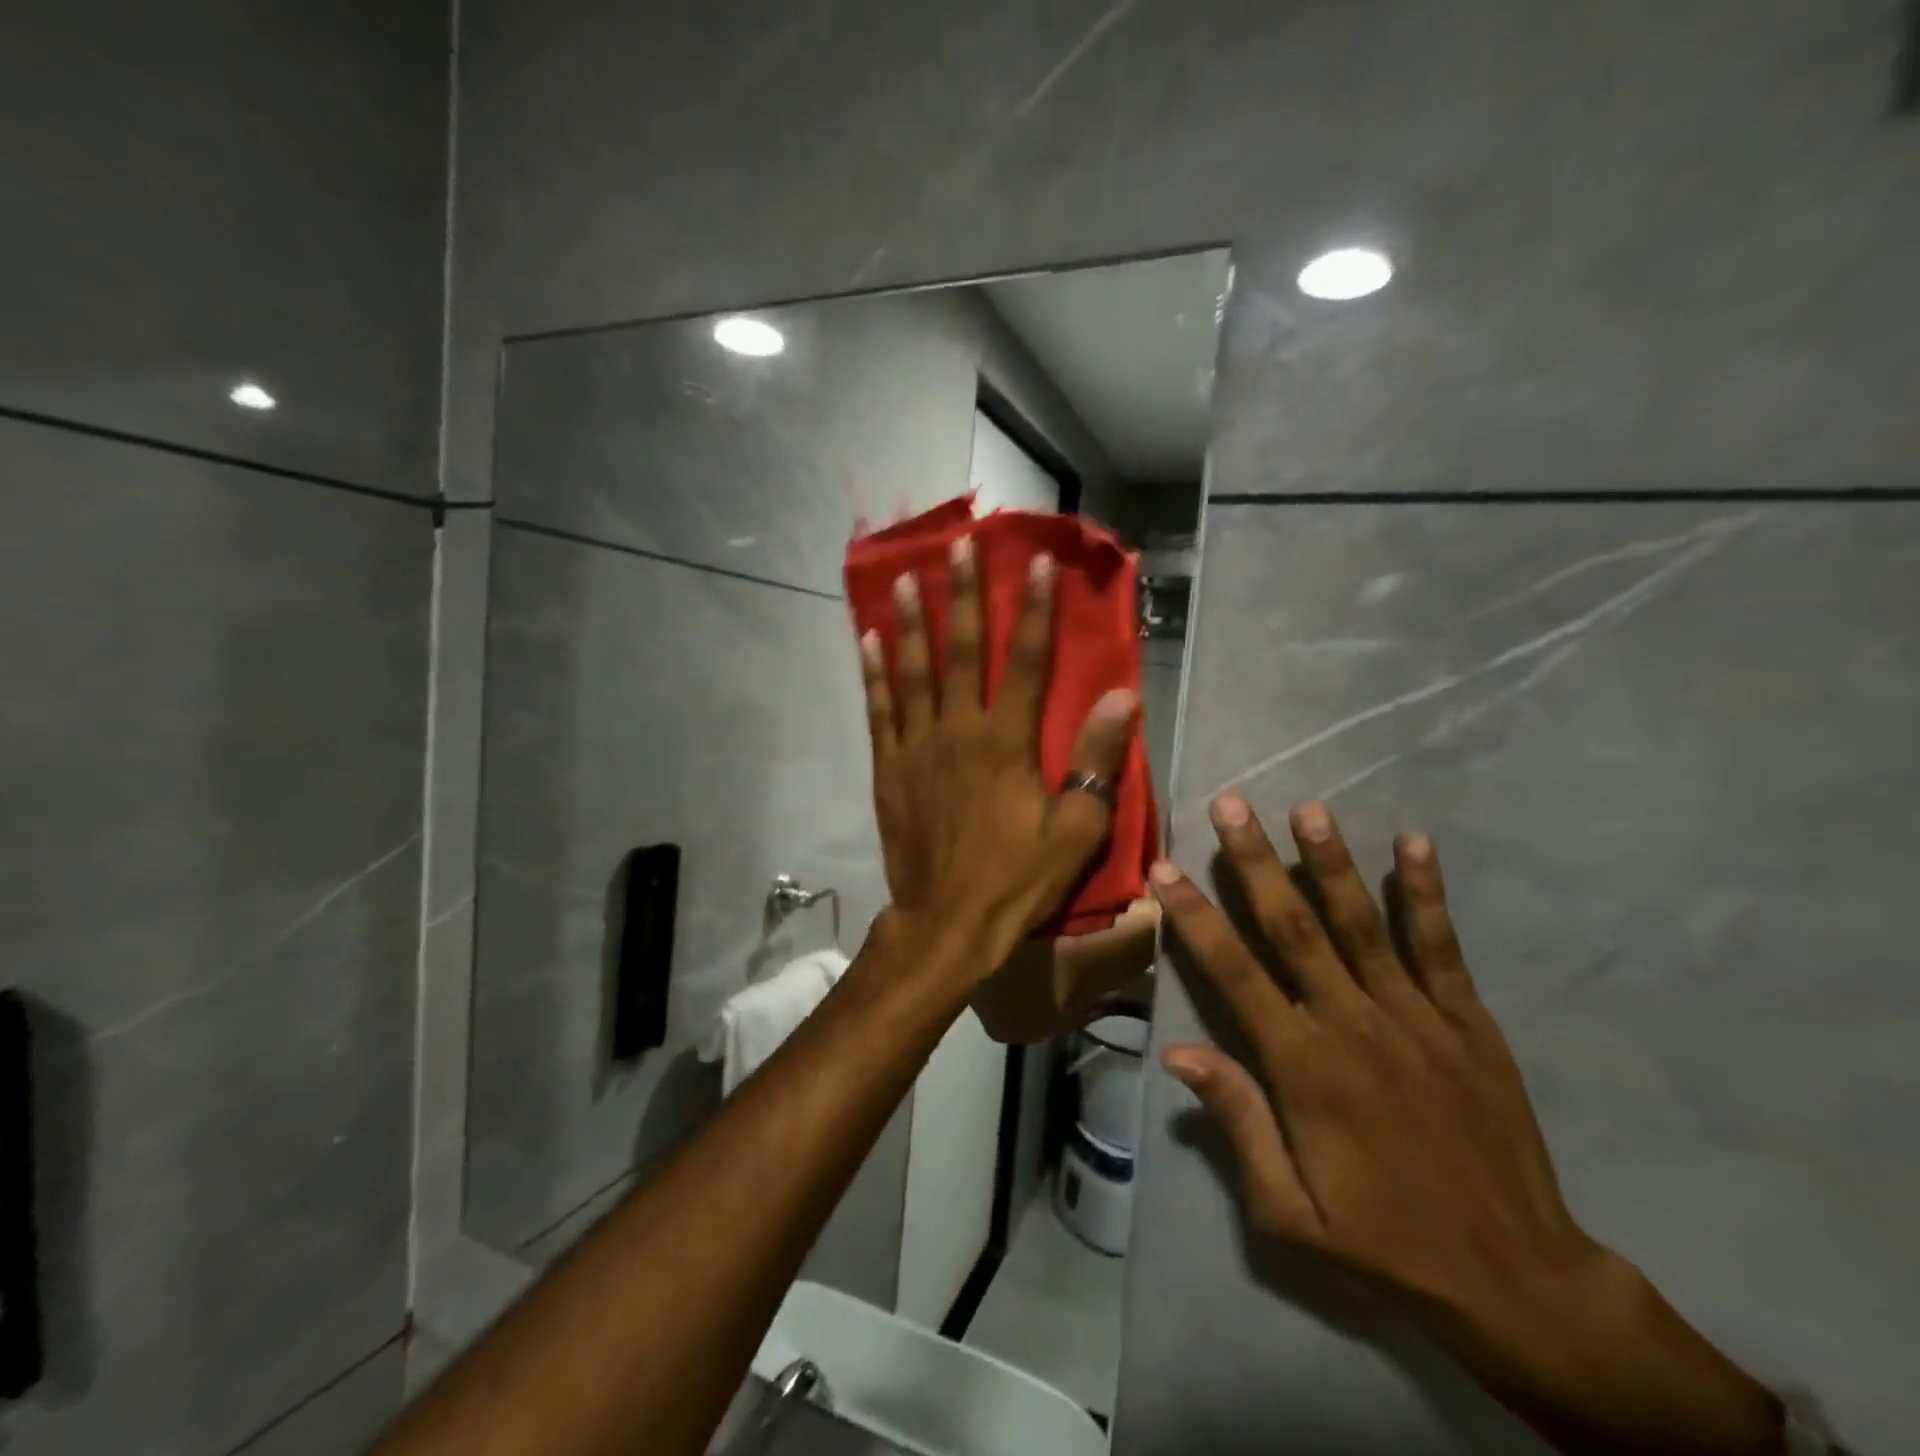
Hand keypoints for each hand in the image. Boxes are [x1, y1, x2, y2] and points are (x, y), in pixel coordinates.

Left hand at [862, 535, 1137, 970]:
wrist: (948, 922)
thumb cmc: (1018, 878)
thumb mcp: (1075, 830)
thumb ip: (1095, 761)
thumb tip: (1123, 698)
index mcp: (1006, 742)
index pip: (1026, 662)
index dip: (1034, 610)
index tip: (1034, 562)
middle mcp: (958, 730)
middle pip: (963, 651)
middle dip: (965, 595)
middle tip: (959, 546)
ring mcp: (917, 747)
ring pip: (913, 671)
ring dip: (910, 622)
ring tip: (905, 578)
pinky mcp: (889, 768)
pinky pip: (880, 710)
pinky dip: (875, 673)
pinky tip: (869, 640)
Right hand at [1152, 797, 1785, 1455]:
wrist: (1518, 1282)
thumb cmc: (1386, 1243)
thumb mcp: (1290, 1213)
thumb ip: (1237, 1122)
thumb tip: (1177, 1052)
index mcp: (1303, 1067)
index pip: (1234, 972)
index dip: (1196, 916)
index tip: (1165, 867)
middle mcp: (1353, 1025)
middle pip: (1293, 927)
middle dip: (1257, 862)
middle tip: (1231, 805)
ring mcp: (1415, 1018)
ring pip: (1363, 923)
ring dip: (1332, 861)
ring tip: (1309, 808)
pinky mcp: (1467, 1022)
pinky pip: (1441, 947)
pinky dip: (1425, 894)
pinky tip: (1414, 844)